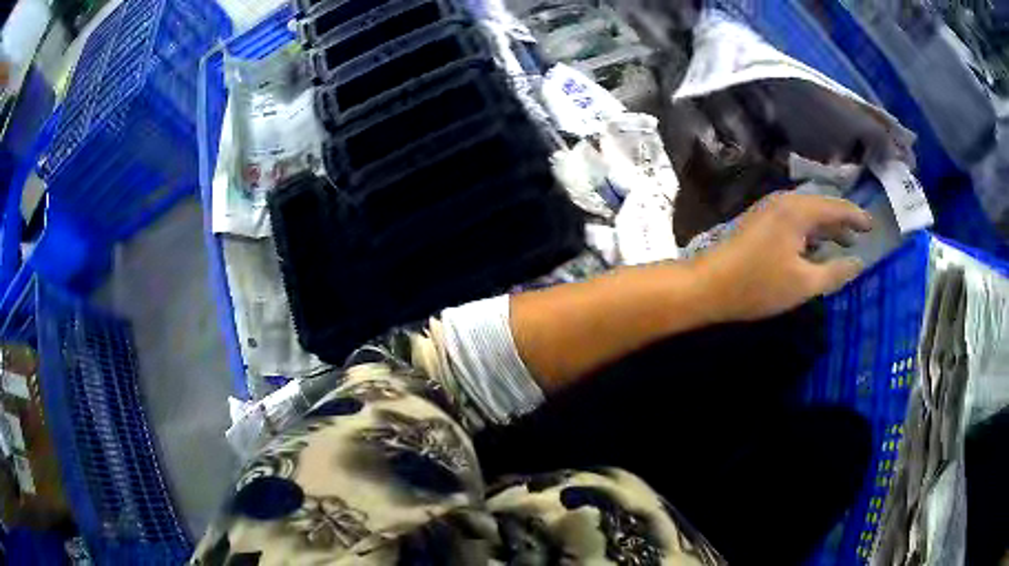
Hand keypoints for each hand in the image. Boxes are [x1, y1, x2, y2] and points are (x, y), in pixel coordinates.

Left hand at [693, 192, 872, 322]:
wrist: (708, 285)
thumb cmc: (758, 286)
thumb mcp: (804, 284)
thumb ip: (835, 272)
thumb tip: (859, 263)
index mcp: (798, 211)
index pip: (836, 208)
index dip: (856, 217)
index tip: (873, 226)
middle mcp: (785, 202)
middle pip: (822, 207)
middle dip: (843, 221)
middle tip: (861, 235)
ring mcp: (770, 210)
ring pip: (808, 214)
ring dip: (826, 228)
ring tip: (844, 243)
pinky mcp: (761, 222)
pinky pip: (795, 221)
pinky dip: (810, 233)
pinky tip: (816, 248)